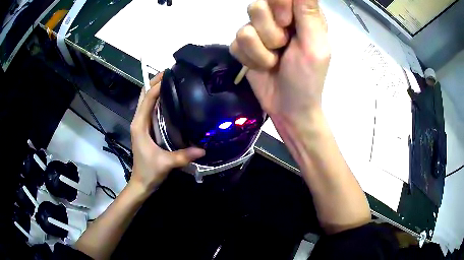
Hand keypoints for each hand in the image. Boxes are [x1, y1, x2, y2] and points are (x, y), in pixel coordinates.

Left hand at [130, 72, 204, 192]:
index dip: (157, 85)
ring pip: (145, 101)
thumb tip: (203, 149)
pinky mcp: (145, 129)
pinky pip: (149, 109)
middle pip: (144, 96)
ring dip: (155, 90)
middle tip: (170, 73)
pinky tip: (169, 100)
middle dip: (154, 82)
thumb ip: (183, 156)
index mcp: (140, 125)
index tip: (170, 74)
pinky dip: (156, 100)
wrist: (141, 183)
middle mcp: (138, 121)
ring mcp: (141, 125)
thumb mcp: (166, 163)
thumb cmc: (149, 172)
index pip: (147, 99)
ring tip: (171, 82)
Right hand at [230, 0, 329, 125]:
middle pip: (257, 5)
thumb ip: (308, 14)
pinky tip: (263, 67)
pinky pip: (236, 44)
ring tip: (275, 60)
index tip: (286, 23)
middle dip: (270, 31)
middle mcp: (278, 18)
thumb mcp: (315, 46)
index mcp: (300, 15)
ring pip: (245, 26)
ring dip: (261, 49)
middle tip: (283, 46)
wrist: (288, 108)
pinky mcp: (244, 47)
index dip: (279, 5)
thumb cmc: (307, 78)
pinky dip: (251, 59)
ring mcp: (259, 32)